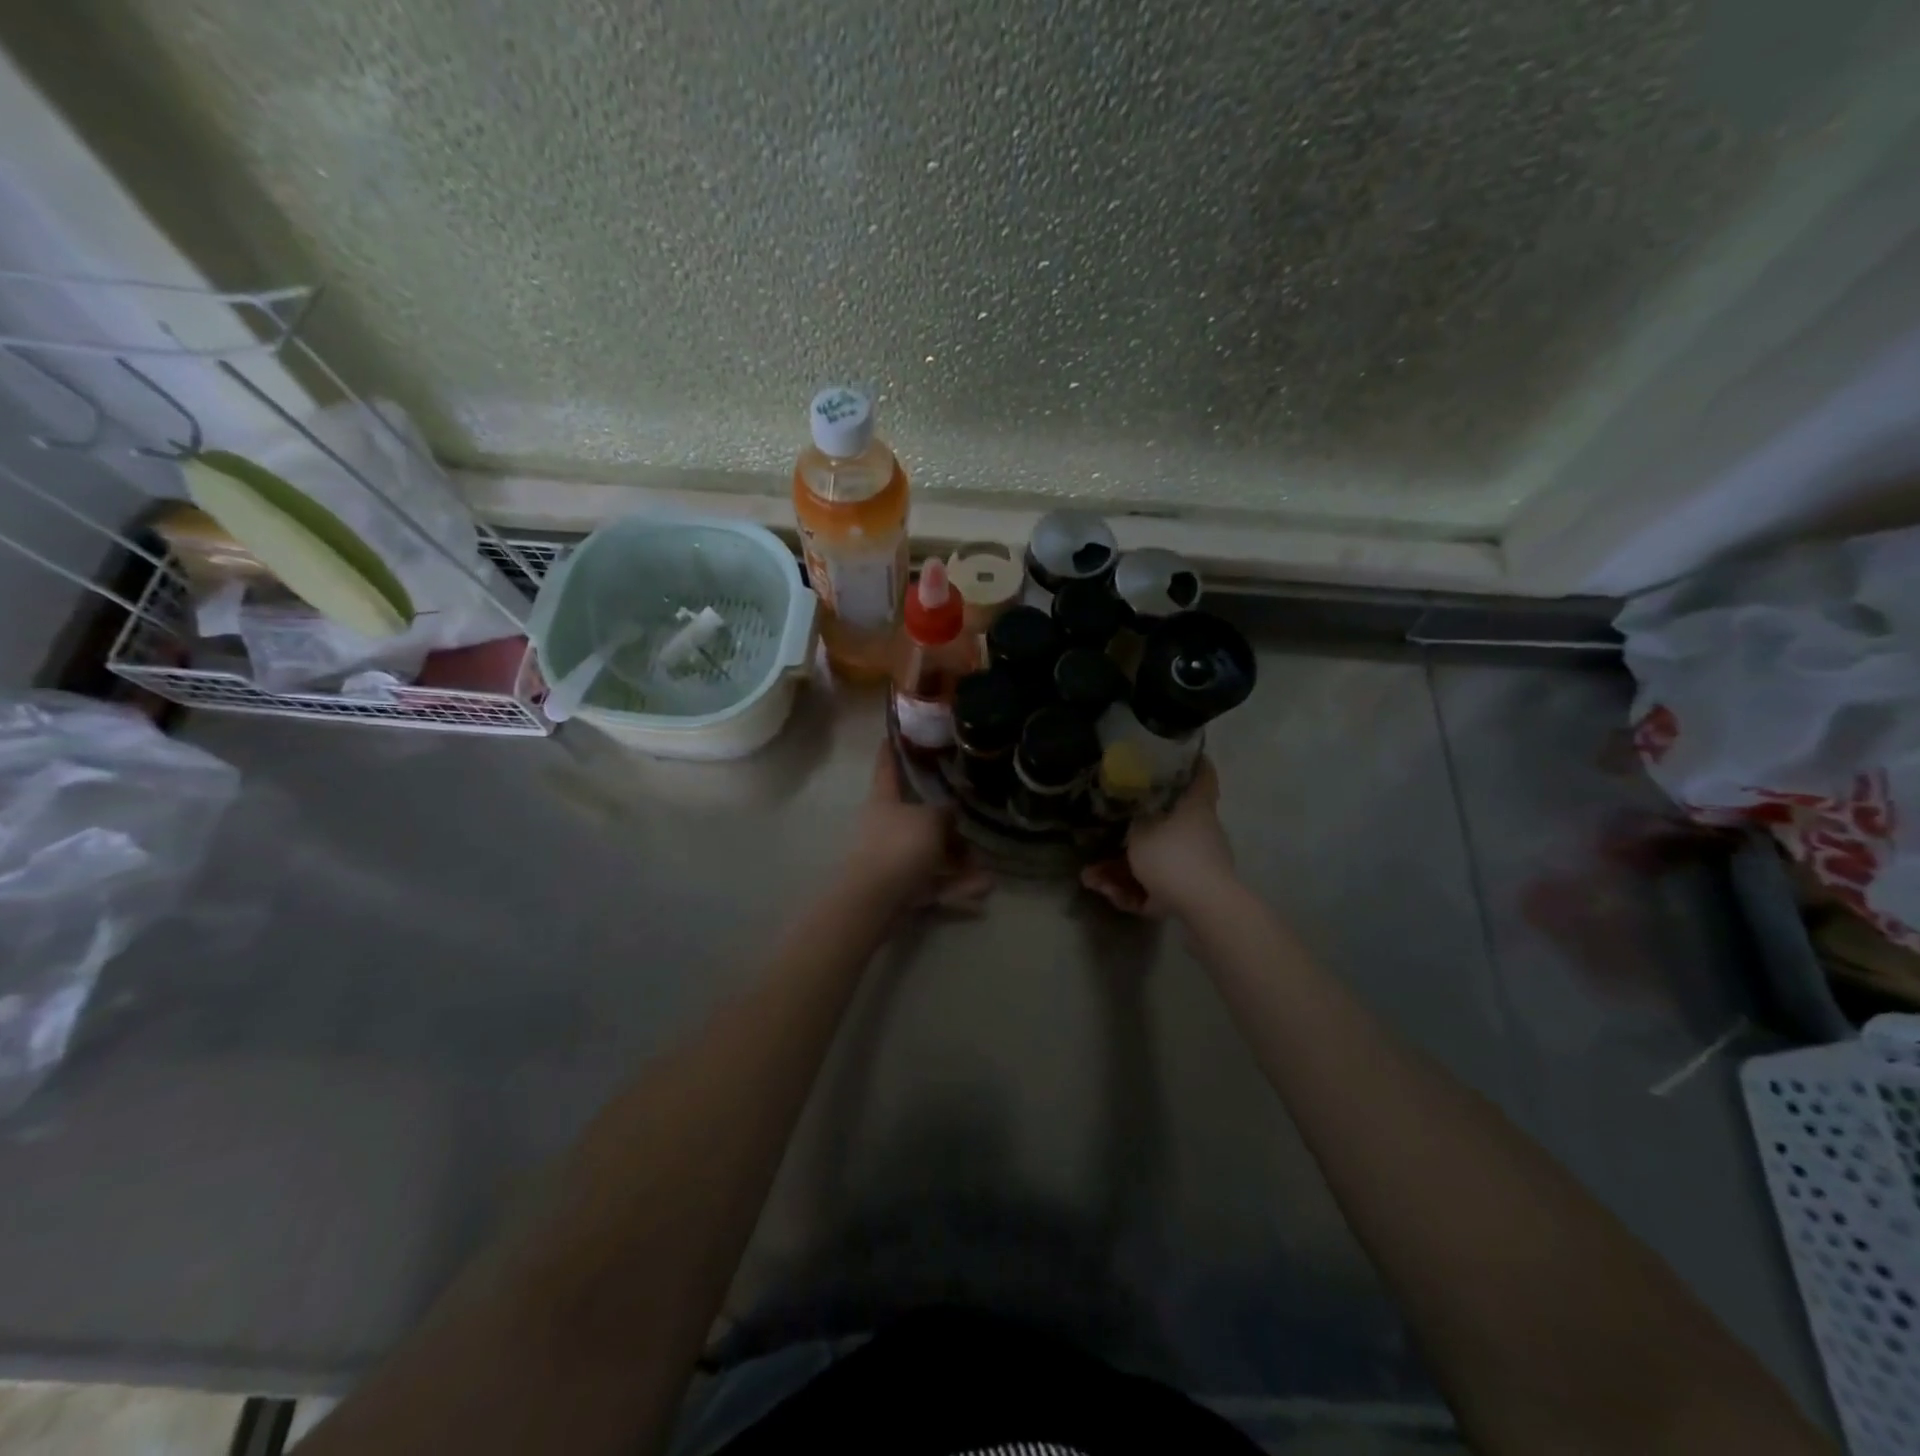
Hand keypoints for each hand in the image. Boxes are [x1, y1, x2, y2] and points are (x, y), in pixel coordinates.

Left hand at [841, 744, 993, 912]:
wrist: (875, 900)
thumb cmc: (900, 846)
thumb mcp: (931, 820)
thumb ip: (944, 813)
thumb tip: (950, 814)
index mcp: (884, 801)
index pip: (886, 769)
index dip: (890, 752)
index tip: (891, 735)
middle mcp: (886, 826)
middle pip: (919, 818)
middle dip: (948, 825)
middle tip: (971, 825)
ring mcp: (893, 859)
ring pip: (931, 854)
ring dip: (959, 862)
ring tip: (987, 871)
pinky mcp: (902, 888)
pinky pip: (934, 881)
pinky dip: (956, 884)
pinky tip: (984, 888)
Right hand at [1080, 758, 1236, 916]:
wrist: (1203, 906)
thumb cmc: (1172, 855)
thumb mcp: (1140, 830)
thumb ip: (1130, 820)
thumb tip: (1131, 809)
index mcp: (1196, 807)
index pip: (1202, 775)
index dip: (1192, 763)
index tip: (1180, 757)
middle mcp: (1202, 832)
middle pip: (1169, 824)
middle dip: (1133, 836)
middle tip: (1106, 838)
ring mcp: (1200, 864)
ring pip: (1156, 861)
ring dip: (1122, 872)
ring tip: (1093, 879)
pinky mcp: (1192, 893)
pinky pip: (1159, 887)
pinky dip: (1136, 892)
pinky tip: (1111, 896)